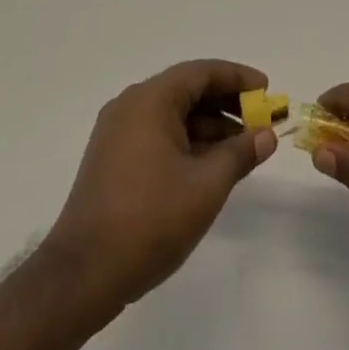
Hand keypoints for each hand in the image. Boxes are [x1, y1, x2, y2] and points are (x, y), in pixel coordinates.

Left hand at [44, 59, 275, 313]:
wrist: (81, 276)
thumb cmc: (149, 221)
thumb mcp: (206, 186)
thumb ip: (240, 154)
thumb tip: (266, 135)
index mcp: (150, 100)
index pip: (202, 73)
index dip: (238, 78)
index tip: (267, 90)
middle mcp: (130, 106)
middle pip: (187, 90)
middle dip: (226, 103)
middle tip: (259, 120)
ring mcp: (117, 133)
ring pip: (173, 115)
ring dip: (208, 126)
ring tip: (241, 149)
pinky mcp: (112, 159)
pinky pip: (158, 134)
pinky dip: (187, 141)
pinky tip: (209, 165)